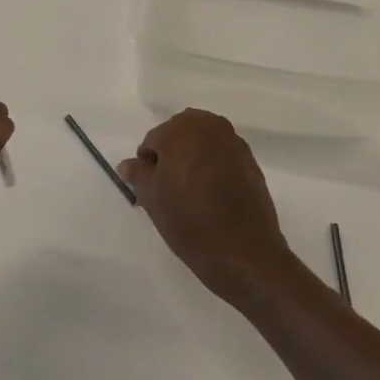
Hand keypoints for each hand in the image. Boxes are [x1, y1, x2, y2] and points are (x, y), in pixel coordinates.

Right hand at [120, 109, 299, 308]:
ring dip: (192, 160)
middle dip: (171, 156)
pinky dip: (212, 168)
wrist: (245, 253)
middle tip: (167, 190)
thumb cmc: (189, 221)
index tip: (150, 190)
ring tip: (190, 194)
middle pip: (179, 135)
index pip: (153, 140)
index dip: (147, 165)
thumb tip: (128, 164)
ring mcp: (235, 143)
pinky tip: (211, 196)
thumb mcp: (152, 198)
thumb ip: (138, 174)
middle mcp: (211, 126)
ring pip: (202, 144)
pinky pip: (222, 157)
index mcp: (183, 129)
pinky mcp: (251, 162)